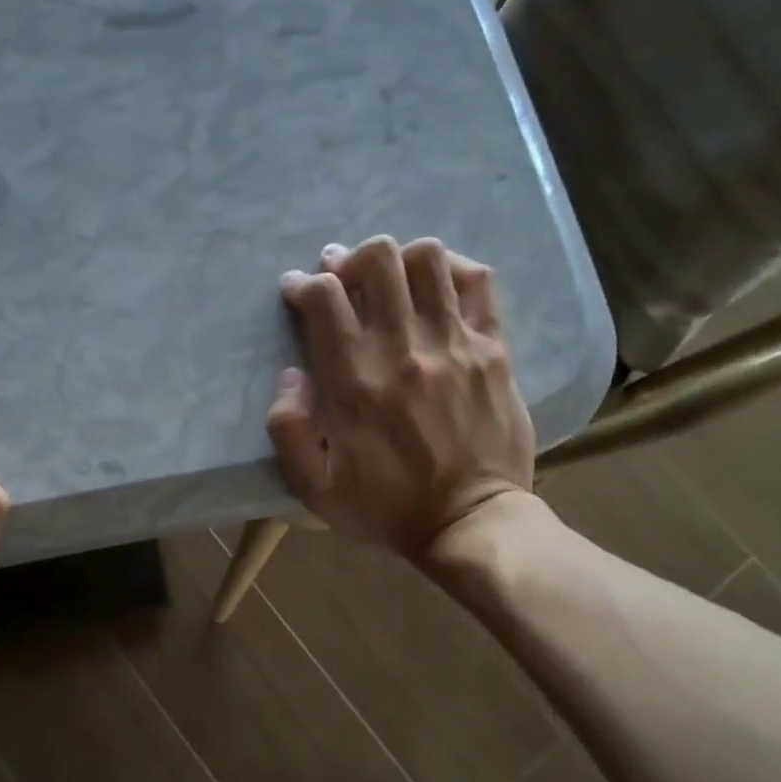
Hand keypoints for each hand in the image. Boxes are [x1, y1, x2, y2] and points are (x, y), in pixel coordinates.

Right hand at [266, 236, 536, 563]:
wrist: (471, 523)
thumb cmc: (388, 509)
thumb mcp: (315, 489)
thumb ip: (288, 431)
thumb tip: (291, 376)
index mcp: (354, 383)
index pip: (324, 297)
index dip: (303, 283)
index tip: (297, 291)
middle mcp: (403, 350)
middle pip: (377, 259)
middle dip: (350, 260)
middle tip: (343, 280)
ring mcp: (454, 344)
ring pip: (427, 258)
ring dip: (398, 260)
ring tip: (390, 282)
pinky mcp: (493, 349)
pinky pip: (476, 281)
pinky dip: (451, 268)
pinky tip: (435, 286)